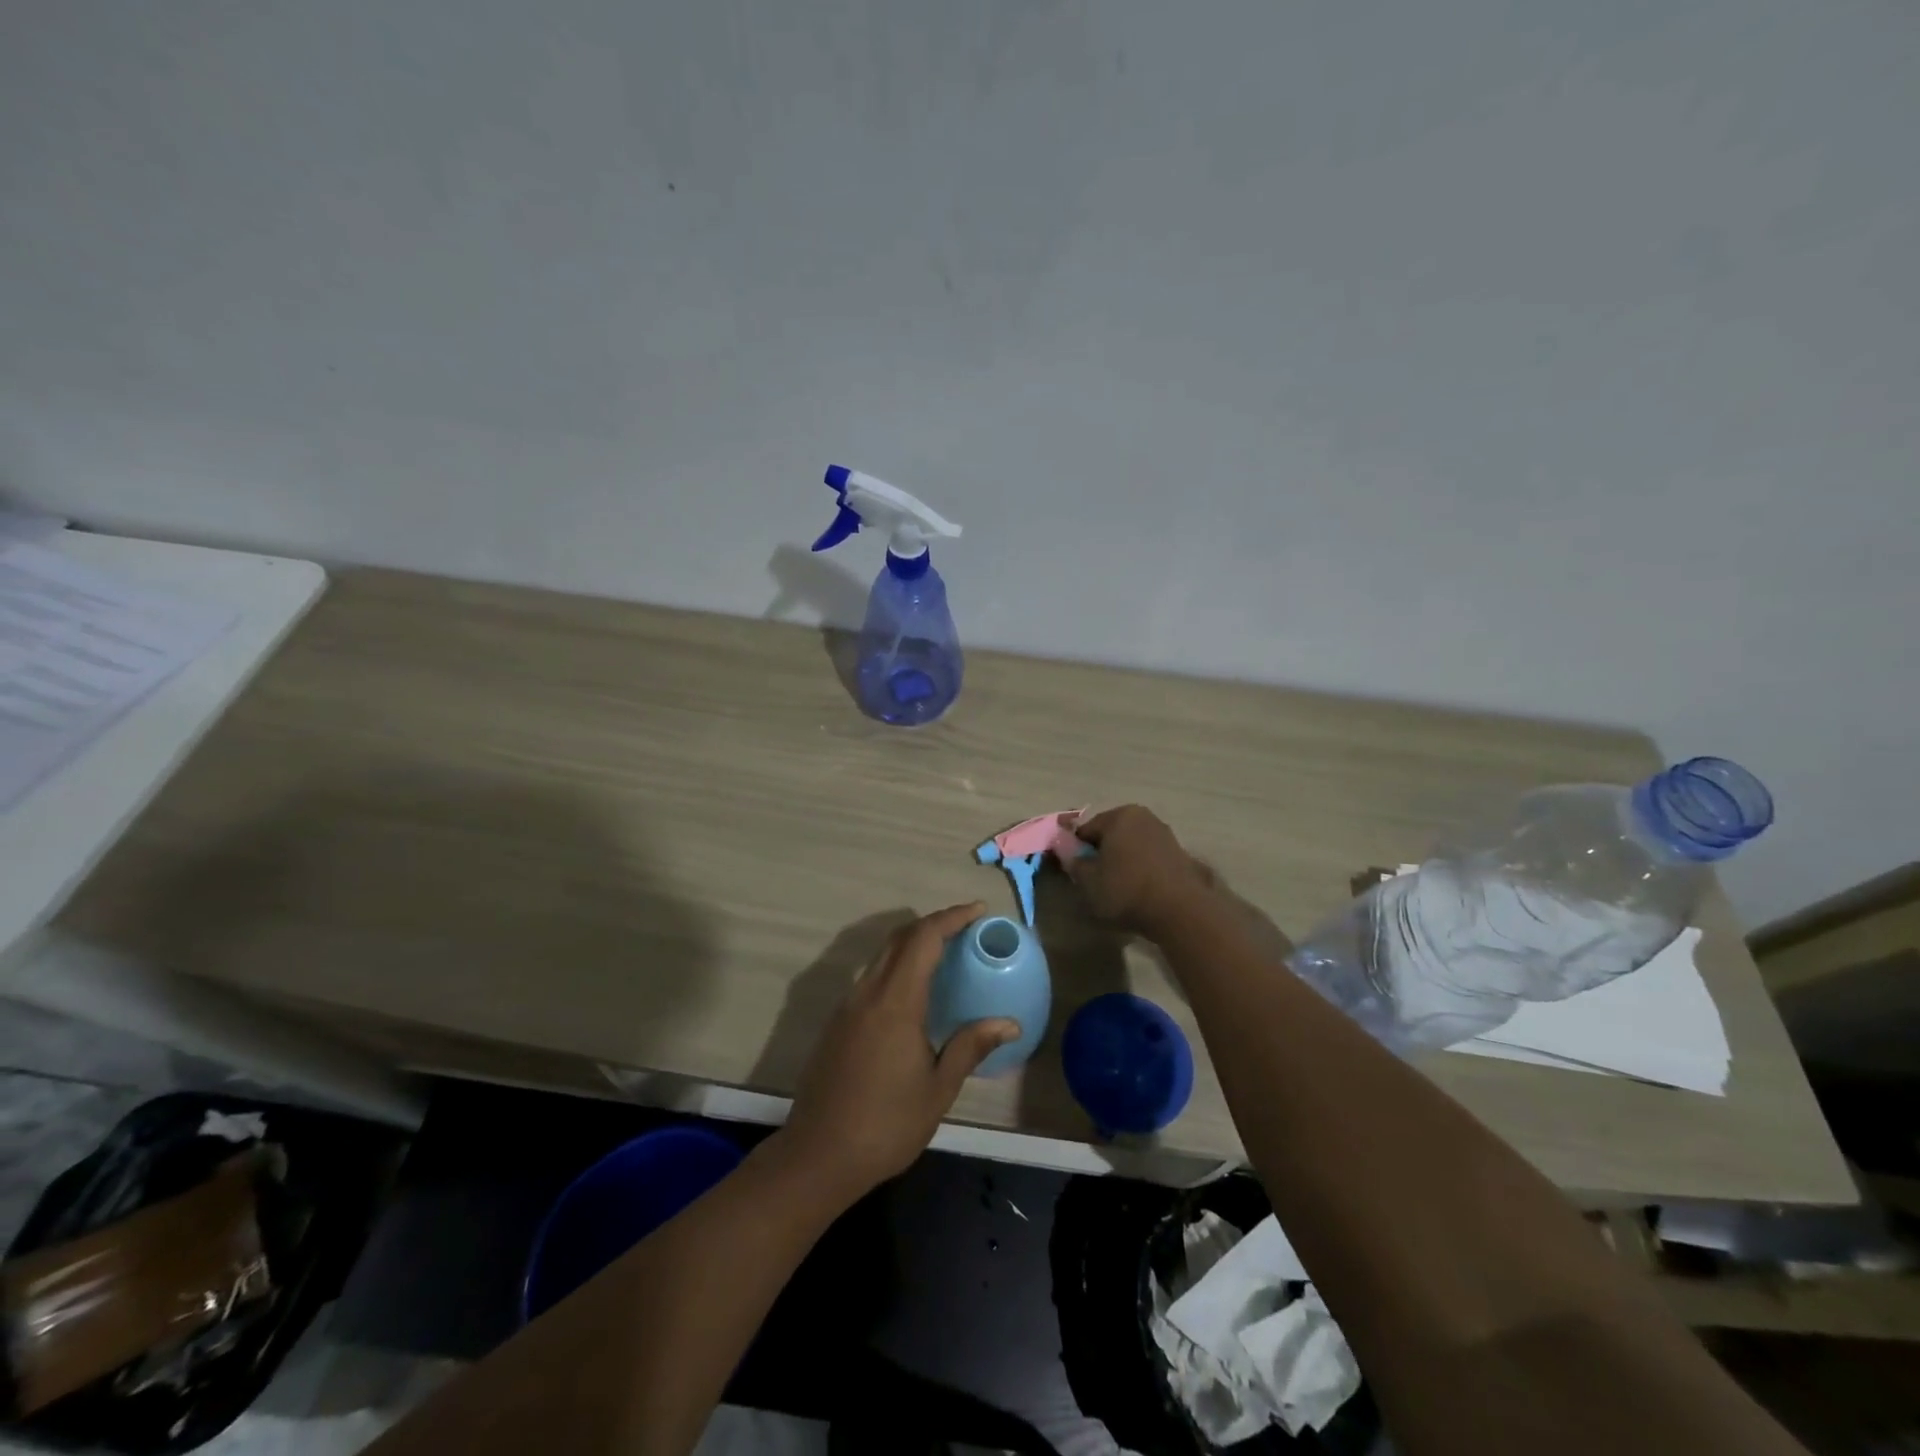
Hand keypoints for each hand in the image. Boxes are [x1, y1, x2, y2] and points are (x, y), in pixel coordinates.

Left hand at [782, 903, 1018, 1197]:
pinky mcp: (837, 1023)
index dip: (951, 918)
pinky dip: (897, 967)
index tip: (977, 911)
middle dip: (933, 924)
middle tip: (966, 929)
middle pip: (899, 938)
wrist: (818, 1156)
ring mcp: (847, 1006)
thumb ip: (970, 1047)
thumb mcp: (938, 1089)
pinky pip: (871, 977)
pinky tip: (914, 993)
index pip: (923, 939)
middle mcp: (867, 993)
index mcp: (895, 1002)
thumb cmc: (886, 1125)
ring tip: (945, 956)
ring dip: (913, 944)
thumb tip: (1009, 1022)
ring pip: (882, 955)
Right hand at [1066, 806, 1218, 939]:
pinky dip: (1141, 868)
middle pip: (1111, 834)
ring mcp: (1165, 834)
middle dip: (1101, 852)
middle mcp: (1144, 817)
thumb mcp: (1088, 880)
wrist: (1180, 912)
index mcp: (1119, 816)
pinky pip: (1149, 857)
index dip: (1076, 850)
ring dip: (1122, 860)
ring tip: (1118, 887)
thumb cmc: (1126, 890)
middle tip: (1095, 879)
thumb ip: (1073, 862)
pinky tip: (1139, 889)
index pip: (1086, 829)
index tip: (1074, 871)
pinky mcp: (1180, 854)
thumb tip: (1068, 851)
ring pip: (1131, 845)